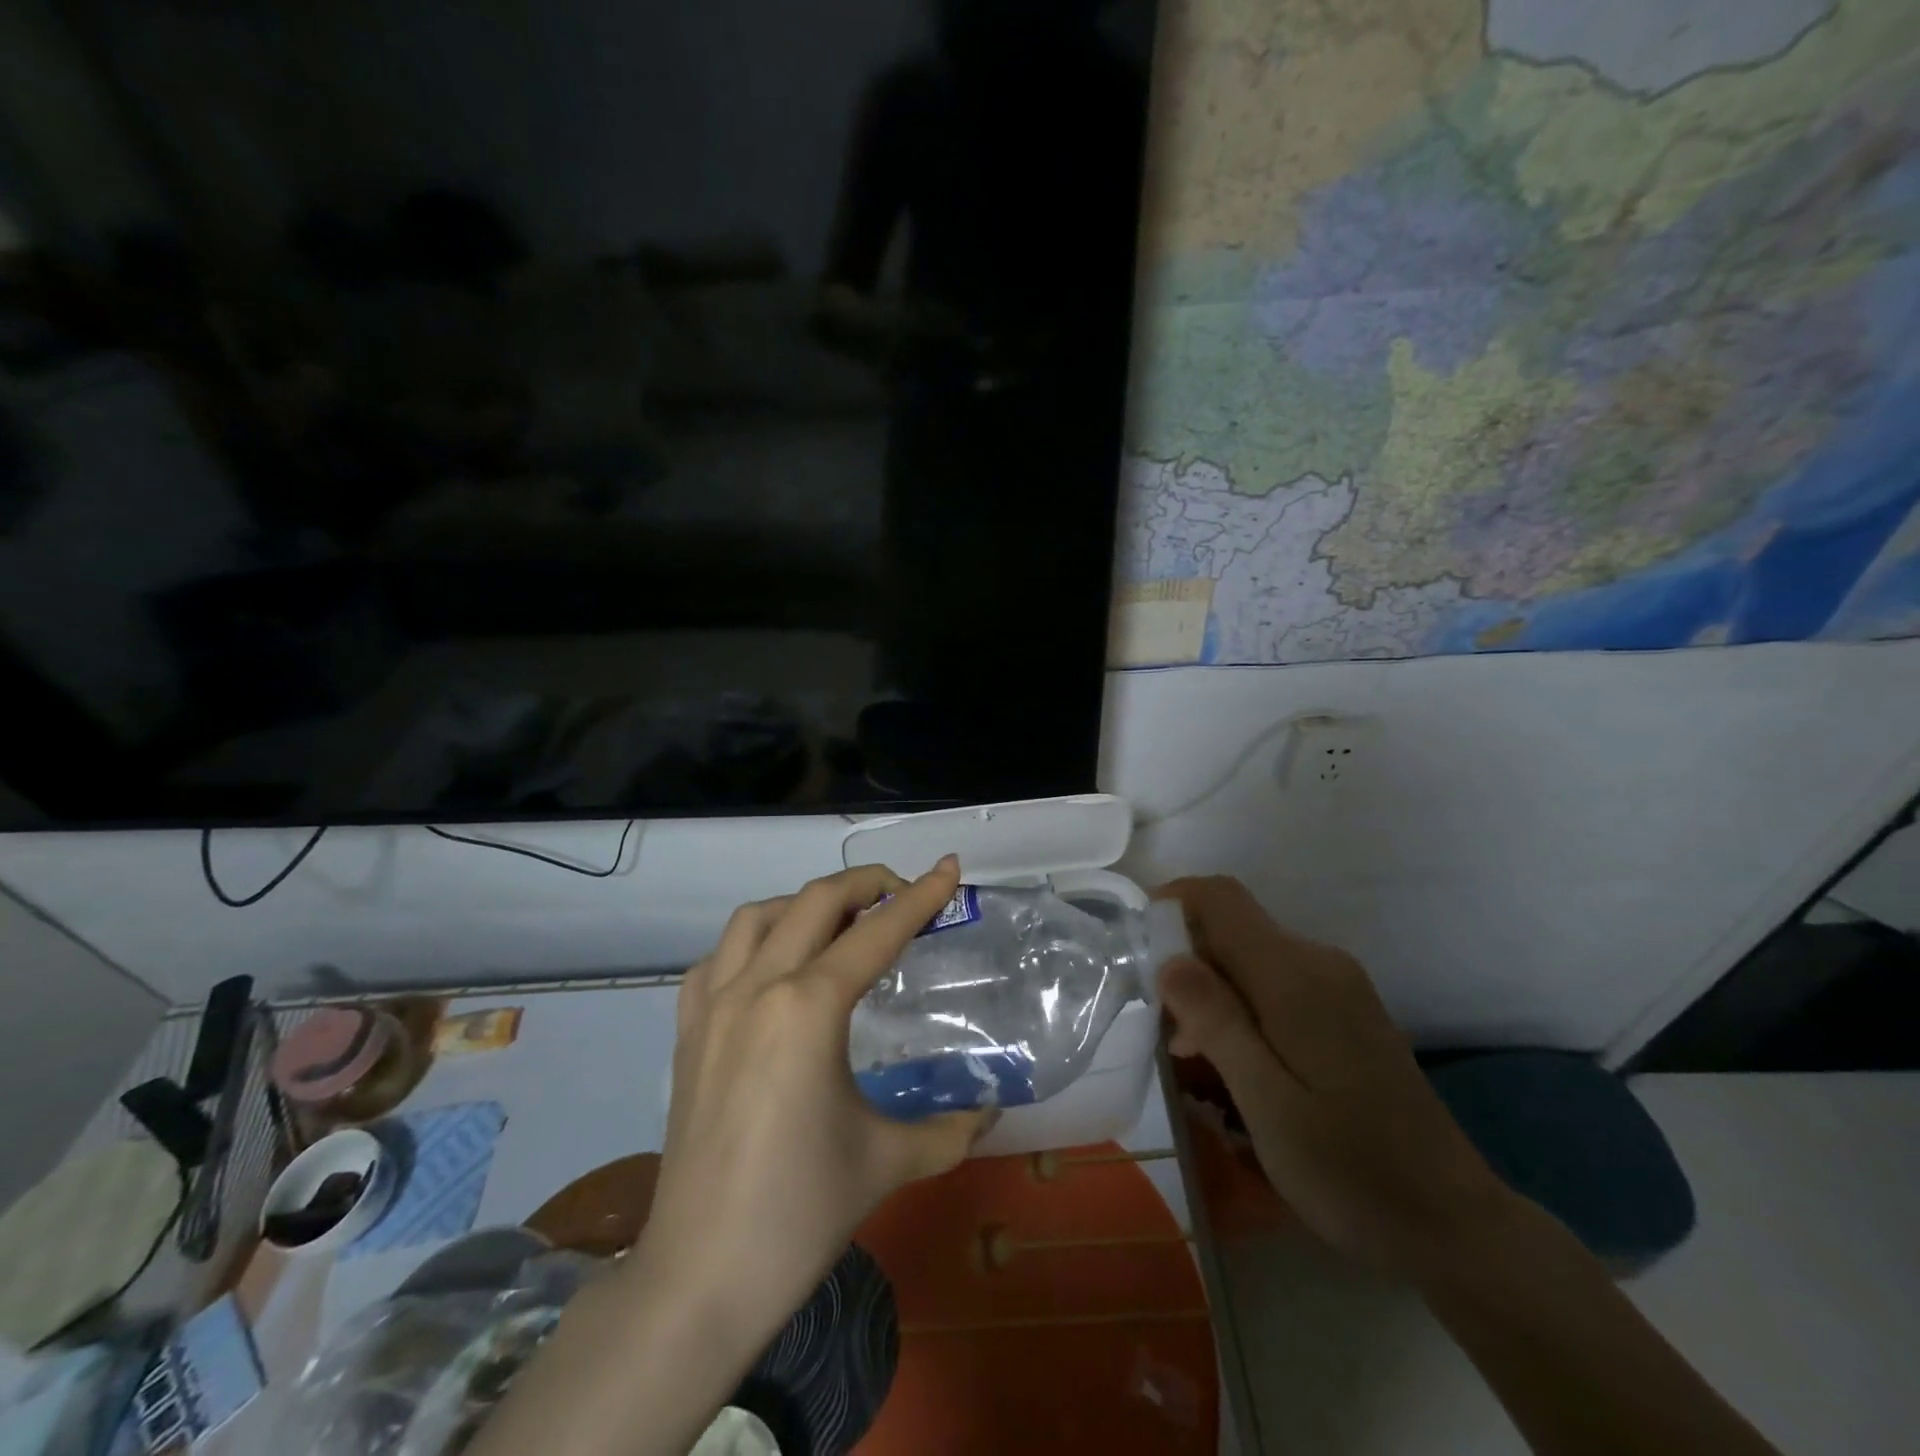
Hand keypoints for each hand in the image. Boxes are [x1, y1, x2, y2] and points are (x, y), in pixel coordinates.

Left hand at [634, 857, 990, 1357]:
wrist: (699, 1278)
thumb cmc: (800, 1212)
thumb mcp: (888, 1161)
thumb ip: (950, 1128)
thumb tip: (992, 1111)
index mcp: (809, 1007)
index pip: (877, 932)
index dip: (921, 897)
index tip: (949, 868)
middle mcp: (758, 987)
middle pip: (816, 901)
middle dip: (866, 883)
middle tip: (903, 892)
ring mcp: (713, 1005)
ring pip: (758, 916)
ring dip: (805, 904)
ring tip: (840, 922)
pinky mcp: (687, 1032)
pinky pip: (718, 958)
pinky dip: (752, 941)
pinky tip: (773, 967)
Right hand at [1155, 876, 1515, 1277]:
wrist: (1454, 1225)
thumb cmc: (1350, 1169)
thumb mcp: (1268, 1103)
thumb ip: (1217, 1022)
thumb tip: (1170, 958)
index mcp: (1295, 975)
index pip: (1220, 897)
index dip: (1170, 904)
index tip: (1136, 950)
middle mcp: (1318, 962)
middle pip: (1231, 926)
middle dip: (1183, 960)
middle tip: (1158, 1027)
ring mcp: (1337, 986)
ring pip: (1249, 956)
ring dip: (1209, 990)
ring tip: (1188, 1055)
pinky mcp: (1345, 1011)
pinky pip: (1275, 982)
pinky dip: (1239, 1005)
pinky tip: (1233, 1062)